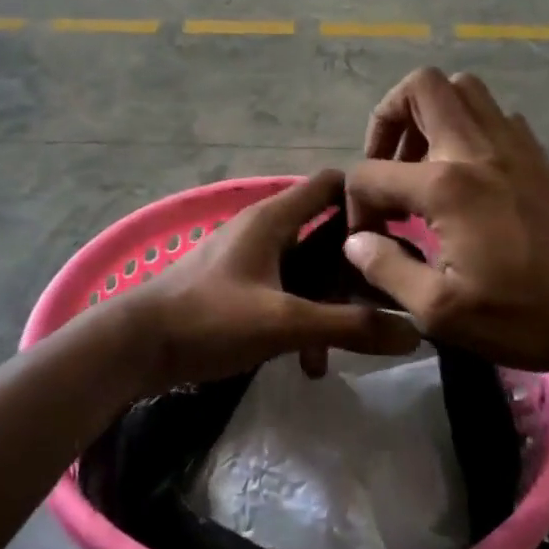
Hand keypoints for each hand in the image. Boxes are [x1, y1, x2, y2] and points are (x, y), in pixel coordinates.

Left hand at [123, 171, 419, 390]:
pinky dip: (300, 321)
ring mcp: (246, 261)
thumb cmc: (209, 319)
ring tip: (343, 350)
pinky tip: (307, 364)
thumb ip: (349, 325)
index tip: (400, 234)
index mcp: (272, 219)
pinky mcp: (234, 290)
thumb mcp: (285, 323)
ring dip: (327, 307)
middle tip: (386, 300)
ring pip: (305, 273)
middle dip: (353, 270)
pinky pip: (282, 296)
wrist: (135, 347)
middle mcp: (261, 230)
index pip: (330, 184)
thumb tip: (414, 329)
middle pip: (324, 235)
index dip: (366, 200)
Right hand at [344, 68, 548, 373]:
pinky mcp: (539, 157)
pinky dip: (469, 128)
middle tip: (386, 166)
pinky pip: (495, 115)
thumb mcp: (441, 311)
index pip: (371, 172)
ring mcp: (514, 146)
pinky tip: (468, 176)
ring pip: (463, 89)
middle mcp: (476, 149)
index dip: (355, 205)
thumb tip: (355, 242)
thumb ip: (387, 269)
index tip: (367, 239)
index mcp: (445, 186)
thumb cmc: (527, 314)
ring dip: (430, 115)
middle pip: (421, 87)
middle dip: (387, 118)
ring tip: (422, 164)